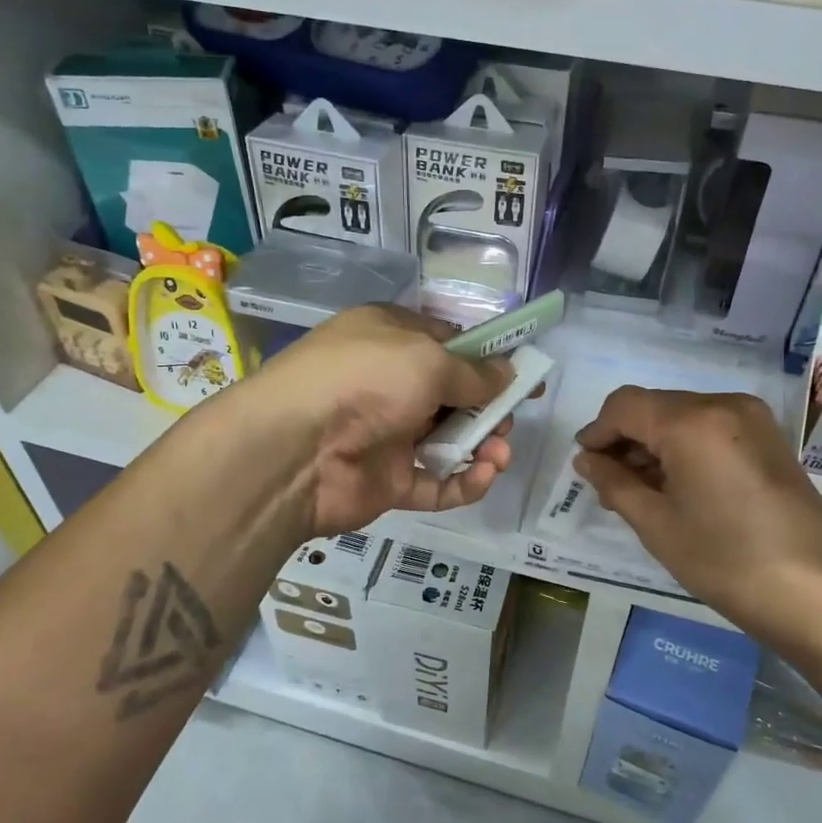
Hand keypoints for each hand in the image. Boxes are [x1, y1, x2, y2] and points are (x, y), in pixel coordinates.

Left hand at [247, 305, 520, 536]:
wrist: (295, 448)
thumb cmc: (366, 379)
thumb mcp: (428, 360)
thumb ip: (474, 372)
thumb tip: (509, 374)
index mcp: (392, 339)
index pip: (449, 344)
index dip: (489, 360)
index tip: (526, 377)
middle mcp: (390, 384)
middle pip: (453, 396)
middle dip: (489, 407)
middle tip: (507, 420)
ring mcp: (387, 435)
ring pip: (448, 440)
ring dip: (482, 446)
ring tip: (499, 452)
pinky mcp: (387, 481)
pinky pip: (434, 483)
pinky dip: (463, 482)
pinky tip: (483, 476)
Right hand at [573, 387, 821, 635]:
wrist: (814, 593)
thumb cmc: (724, 560)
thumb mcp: (656, 523)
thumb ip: (614, 482)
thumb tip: (587, 459)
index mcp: (691, 421)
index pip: (625, 405)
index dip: (597, 431)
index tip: (585, 464)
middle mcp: (723, 404)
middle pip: (655, 406)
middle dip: (626, 438)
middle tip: (611, 483)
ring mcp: (752, 418)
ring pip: (683, 415)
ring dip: (655, 442)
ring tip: (643, 489)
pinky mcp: (769, 438)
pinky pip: (711, 427)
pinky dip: (686, 446)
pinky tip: (680, 484)